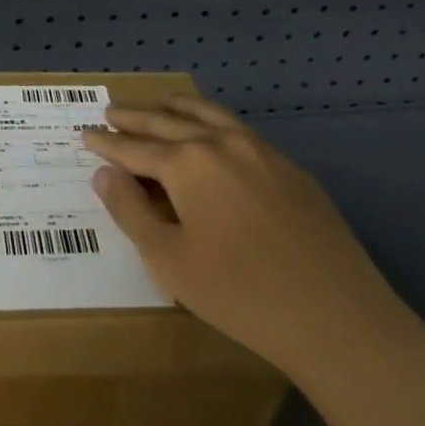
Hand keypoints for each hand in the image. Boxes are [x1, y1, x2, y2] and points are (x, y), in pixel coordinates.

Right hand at [83, 96, 424, 388]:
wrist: (340, 320)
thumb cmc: (242, 295)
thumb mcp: (170, 261)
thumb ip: (130, 212)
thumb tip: (104, 174)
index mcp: (187, 163)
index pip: (135, 148)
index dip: (106, 143)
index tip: (85, 134)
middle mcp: (221, 143)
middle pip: (167, 122)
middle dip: (135, 117)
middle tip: (111, 110)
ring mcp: (261, 151)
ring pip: (207, 114)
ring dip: (176, 109)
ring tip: (158, 104)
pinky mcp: (291, 168)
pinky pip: (239, 130)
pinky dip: (212, 121)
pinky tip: (212, 133)